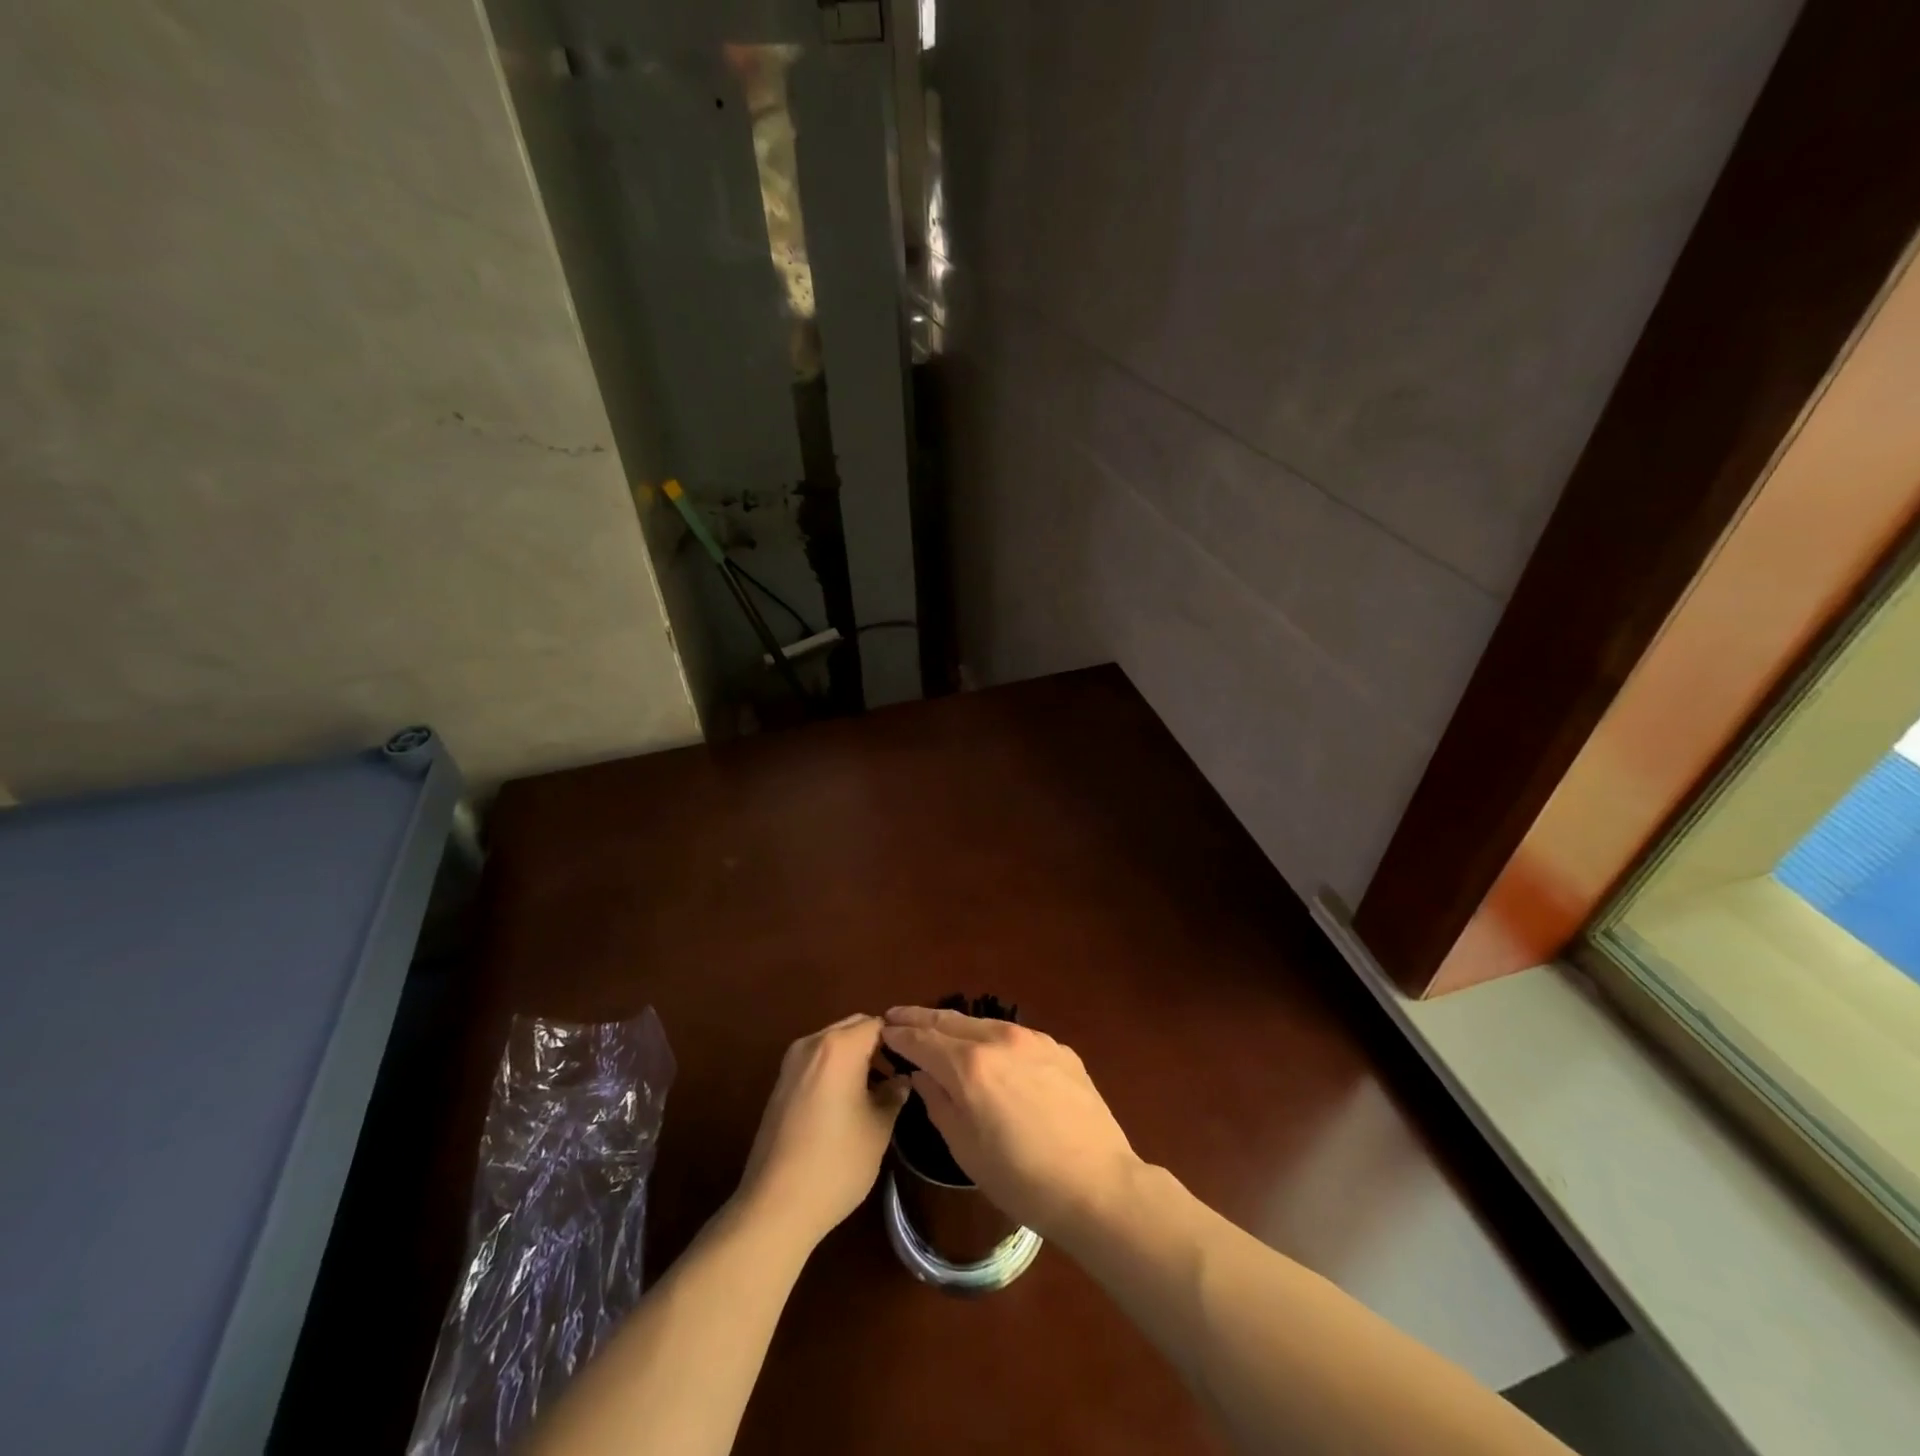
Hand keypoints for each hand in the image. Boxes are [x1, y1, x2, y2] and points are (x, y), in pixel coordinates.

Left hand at [737, 1014, 907, 1248]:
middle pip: (853, 1028)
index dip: (899, 1039)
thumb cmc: (836, 1162)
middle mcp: (813, 1044)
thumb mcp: (878, 1128)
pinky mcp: (780, 1084)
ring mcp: (792, 1063)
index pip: (878, 1024)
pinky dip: (836, 1068)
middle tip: (898, 1072)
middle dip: (877, 1044)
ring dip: (856, 1056)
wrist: (775, 1206)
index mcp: (840, 1047)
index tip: (915, 1060)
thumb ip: (894, 1094)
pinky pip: (817, 1061)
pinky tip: (848, 1100)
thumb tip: (902, 1080)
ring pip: (833, 1044)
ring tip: (877, 1088)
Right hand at [879, 1007, 1142, 1244]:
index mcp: (969, 1065)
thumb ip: (938, 1102)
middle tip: (897, 1016)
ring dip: (956, 1025)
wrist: (1097, 1184)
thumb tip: (922, 1075)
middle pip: (950, 1020)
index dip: (899, 1034)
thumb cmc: (1021, 1178)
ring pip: (983, 1023)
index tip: (882, 1031)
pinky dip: (992, 1039)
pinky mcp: (1059, 1049)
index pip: (923, 1039)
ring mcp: (1033, 1039)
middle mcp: (999, 1038)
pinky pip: (1015, 1037)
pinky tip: (990, 1052)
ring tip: (939, 1030)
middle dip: (920, 1018)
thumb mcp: (965, 1148)